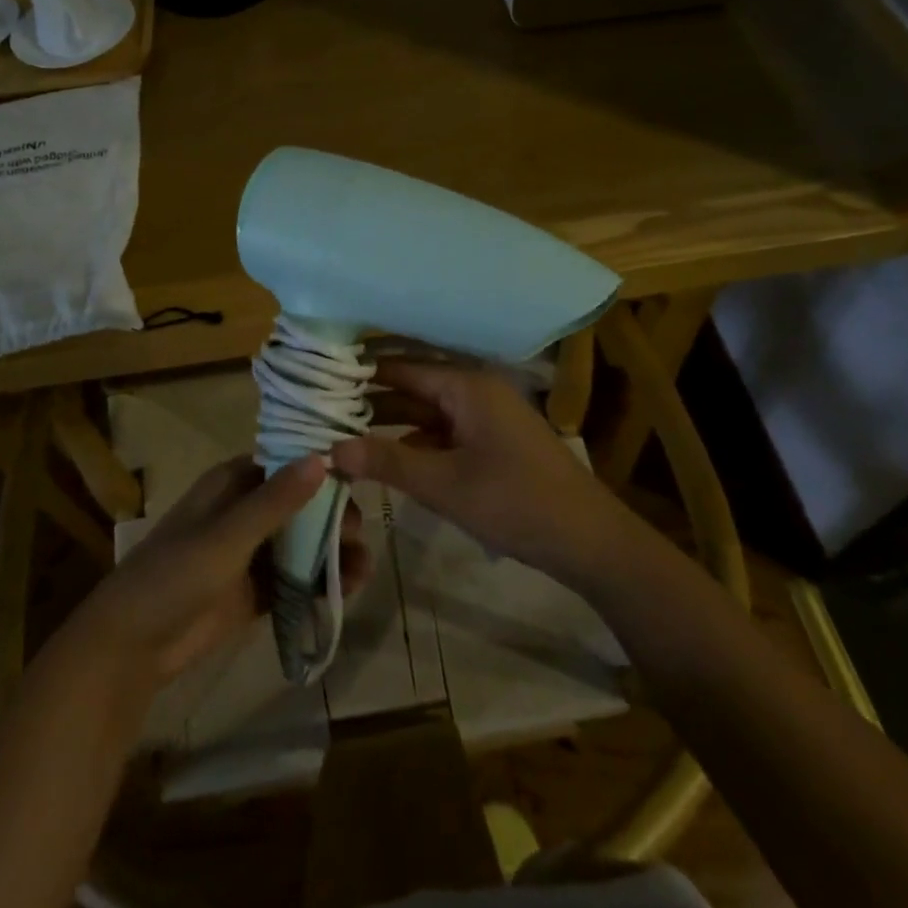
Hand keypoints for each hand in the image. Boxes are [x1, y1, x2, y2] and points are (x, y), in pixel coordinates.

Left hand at [71, 455, 370, 688]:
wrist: (132, 647)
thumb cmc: (174, 575)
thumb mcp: (227, 535)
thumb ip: (275, 500)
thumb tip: (323, 457)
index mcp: (232, 484)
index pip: (285, 463)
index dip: (320, 466)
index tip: (359, 474)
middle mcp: (243, 512)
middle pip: (299, 505)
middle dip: (331, 516)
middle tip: (360, 533)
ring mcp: (250, 553)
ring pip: (301, 543)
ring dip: (331, 551)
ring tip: (364, 567)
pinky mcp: (254, 591)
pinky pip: (295, 579)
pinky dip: (318, 582)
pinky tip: (349, 588)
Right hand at [331, 360, 633, 585]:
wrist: (588, 540)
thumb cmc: (514, 502)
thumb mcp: (443, 484)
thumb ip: (386, 461)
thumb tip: (330, 448)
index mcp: (466, 385)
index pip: (401, 368)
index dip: (360, 375)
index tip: (319, 382)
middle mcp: (475, 389)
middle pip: (413, 386)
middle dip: (371, 400)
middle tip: (322, 411)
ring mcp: (487, 415)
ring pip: (427, 411)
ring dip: (391, 422)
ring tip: (343, 433)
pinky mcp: (493, 441)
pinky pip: (444, 431)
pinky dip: (416, 441)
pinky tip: (387, 457)